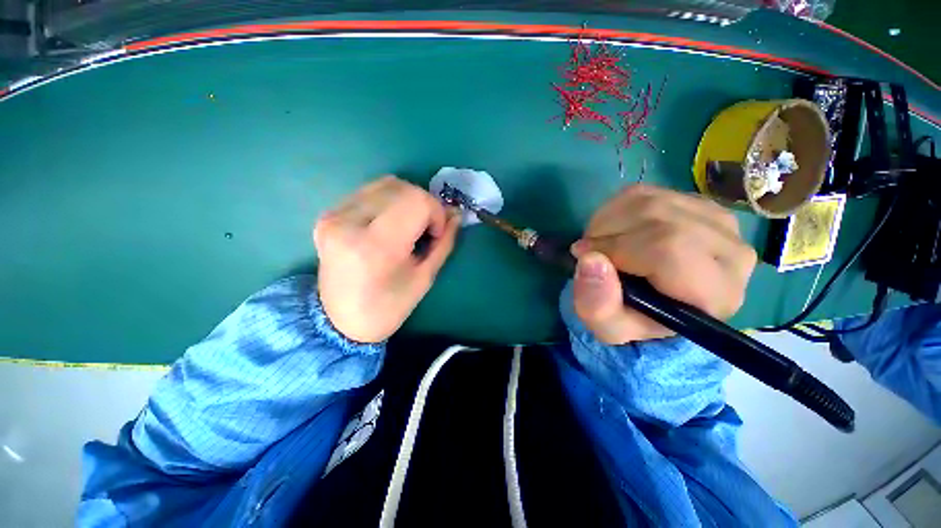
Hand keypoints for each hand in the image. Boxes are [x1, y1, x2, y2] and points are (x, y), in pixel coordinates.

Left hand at [314, 176, 460, 342]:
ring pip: (386, 184)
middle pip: (402, 188)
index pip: (416, 201)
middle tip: (425, 230)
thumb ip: (443, 242)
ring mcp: (334, 215)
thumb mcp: (424, 278)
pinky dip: (389, 201)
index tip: (435, 234)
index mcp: (375, 245)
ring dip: (407, 200)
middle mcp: (349, 222)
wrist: (341, 320)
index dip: (435, 213)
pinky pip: (369, 191)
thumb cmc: (388, 307)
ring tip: (408, 225)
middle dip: (424, 205)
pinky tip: (390, 222)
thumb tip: (456, 214)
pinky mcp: (328, 214)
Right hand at [570, 184, 756, 343]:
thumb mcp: (609, 327)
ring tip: (598, 243)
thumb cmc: (633, 320)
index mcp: (715, 293)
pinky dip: (615, 209)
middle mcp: (730, 250)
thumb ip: (598, 305)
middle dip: (607, 232)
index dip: (616, 247)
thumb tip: (590, 259)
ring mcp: (717, 220)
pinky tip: (611, 230)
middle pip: (659, 218)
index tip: (584, 257)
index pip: (668, 248)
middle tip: (588, 251)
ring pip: (650, 200)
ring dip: (608, 220)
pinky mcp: (696, 203)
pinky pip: (646, 192)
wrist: (654, 304)